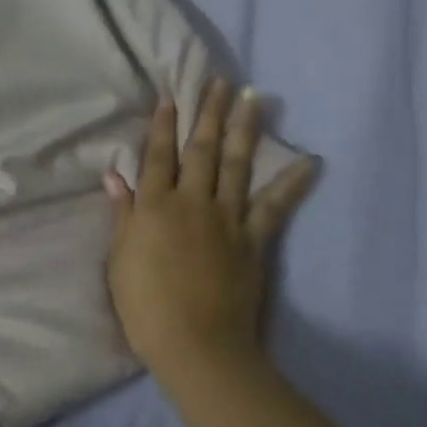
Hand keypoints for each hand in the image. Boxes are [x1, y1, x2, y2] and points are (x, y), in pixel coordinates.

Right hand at [104, 82, 317, 374]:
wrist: (195, 343)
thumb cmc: (146, 308)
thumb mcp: (120, 261)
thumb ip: (122, 216)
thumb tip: (115, 177)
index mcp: (154, 207)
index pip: (157, 157)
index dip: (162, 126)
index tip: (171, 97)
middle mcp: (191, 202)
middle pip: (200, 150)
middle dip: (208, 113)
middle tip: (219, 82)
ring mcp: (226, 218)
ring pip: (235, 164)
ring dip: (244, 129)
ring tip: (253, 98)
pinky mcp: (253, 239)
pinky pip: (275, 205)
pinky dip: (293, 182)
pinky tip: (310, 161)